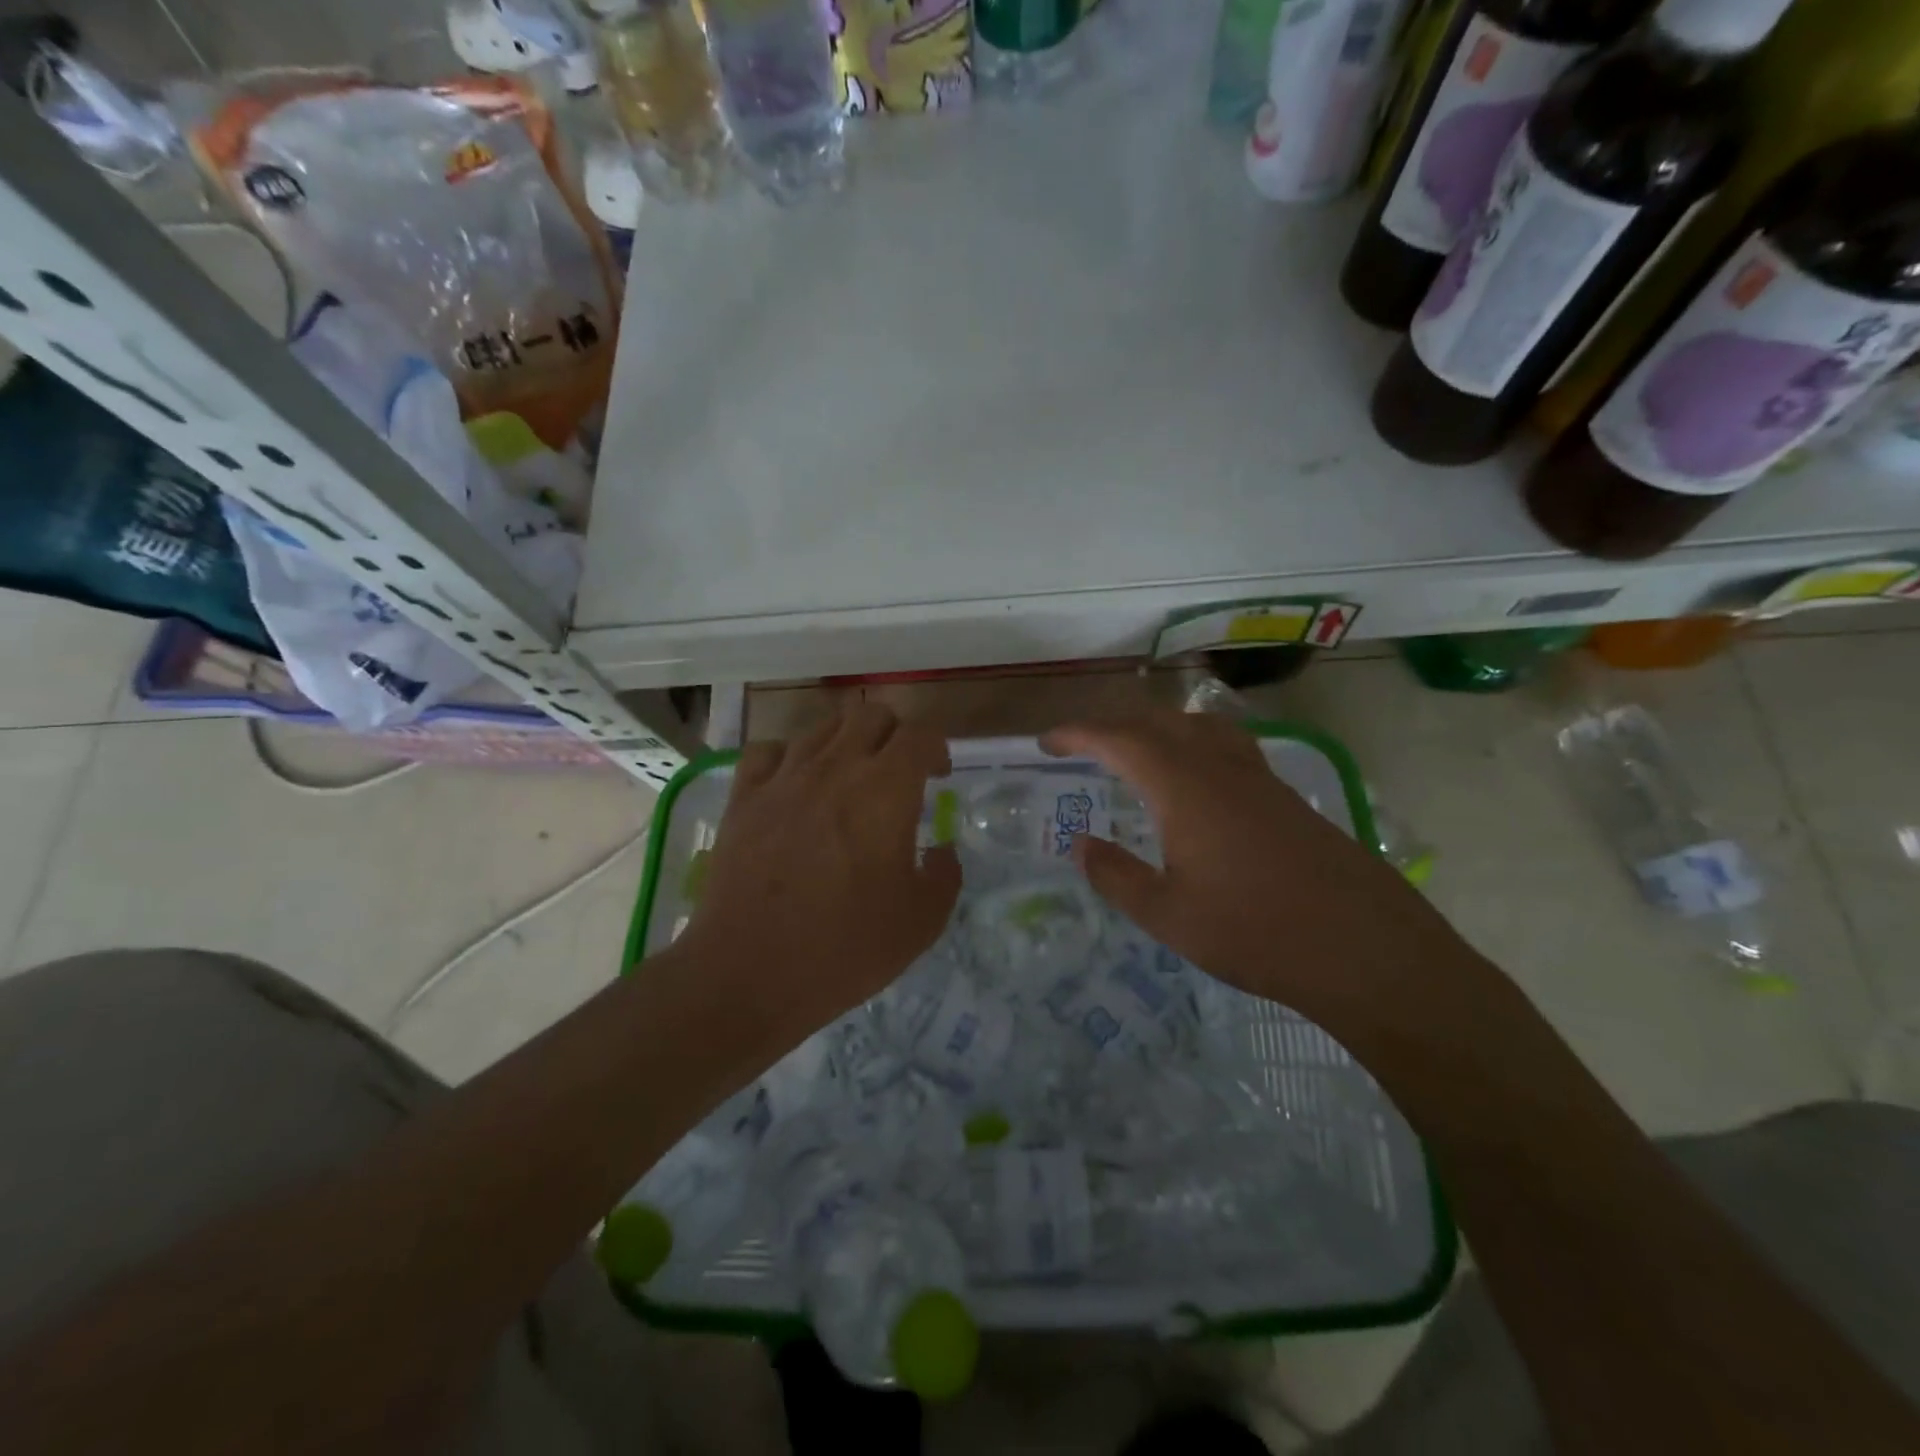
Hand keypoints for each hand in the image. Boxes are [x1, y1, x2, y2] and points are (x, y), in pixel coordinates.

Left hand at [680, 703, 960, 1052]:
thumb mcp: (922, 922)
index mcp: (886, 790)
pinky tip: (793, 784)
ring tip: (848, 777)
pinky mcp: (744, 796)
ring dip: (846, 742)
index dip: (937, 748)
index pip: (920, 735)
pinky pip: (768, 750)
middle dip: (894, 734)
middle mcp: (836, 767)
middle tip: (898, 771)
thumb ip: (945, 876)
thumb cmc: (845, 947)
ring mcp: (784, 777)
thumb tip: (942, 851)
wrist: (749, 972)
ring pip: (822, 727)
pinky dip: (788, 756)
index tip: (938, 776)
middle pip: (871, 714)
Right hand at [1043, 710, 1485, 1035]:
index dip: (1078, 734)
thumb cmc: (1254, 932)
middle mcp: (1219, 766)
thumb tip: (1081, 845)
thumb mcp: (1167, 915)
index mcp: (1183, 786)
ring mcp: (1258, 777)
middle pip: (1158, 721)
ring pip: (1198, 726)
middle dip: (1112, 724)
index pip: (1118, 739)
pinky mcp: (1284, 796)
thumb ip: (1116, 876)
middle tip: (1081, 745)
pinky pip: (1226, 746)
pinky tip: (1194, 780)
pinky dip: (1191, 743)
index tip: (1046, 742)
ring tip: (1134, 749)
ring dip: (1157, 727)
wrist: (1362, 947)